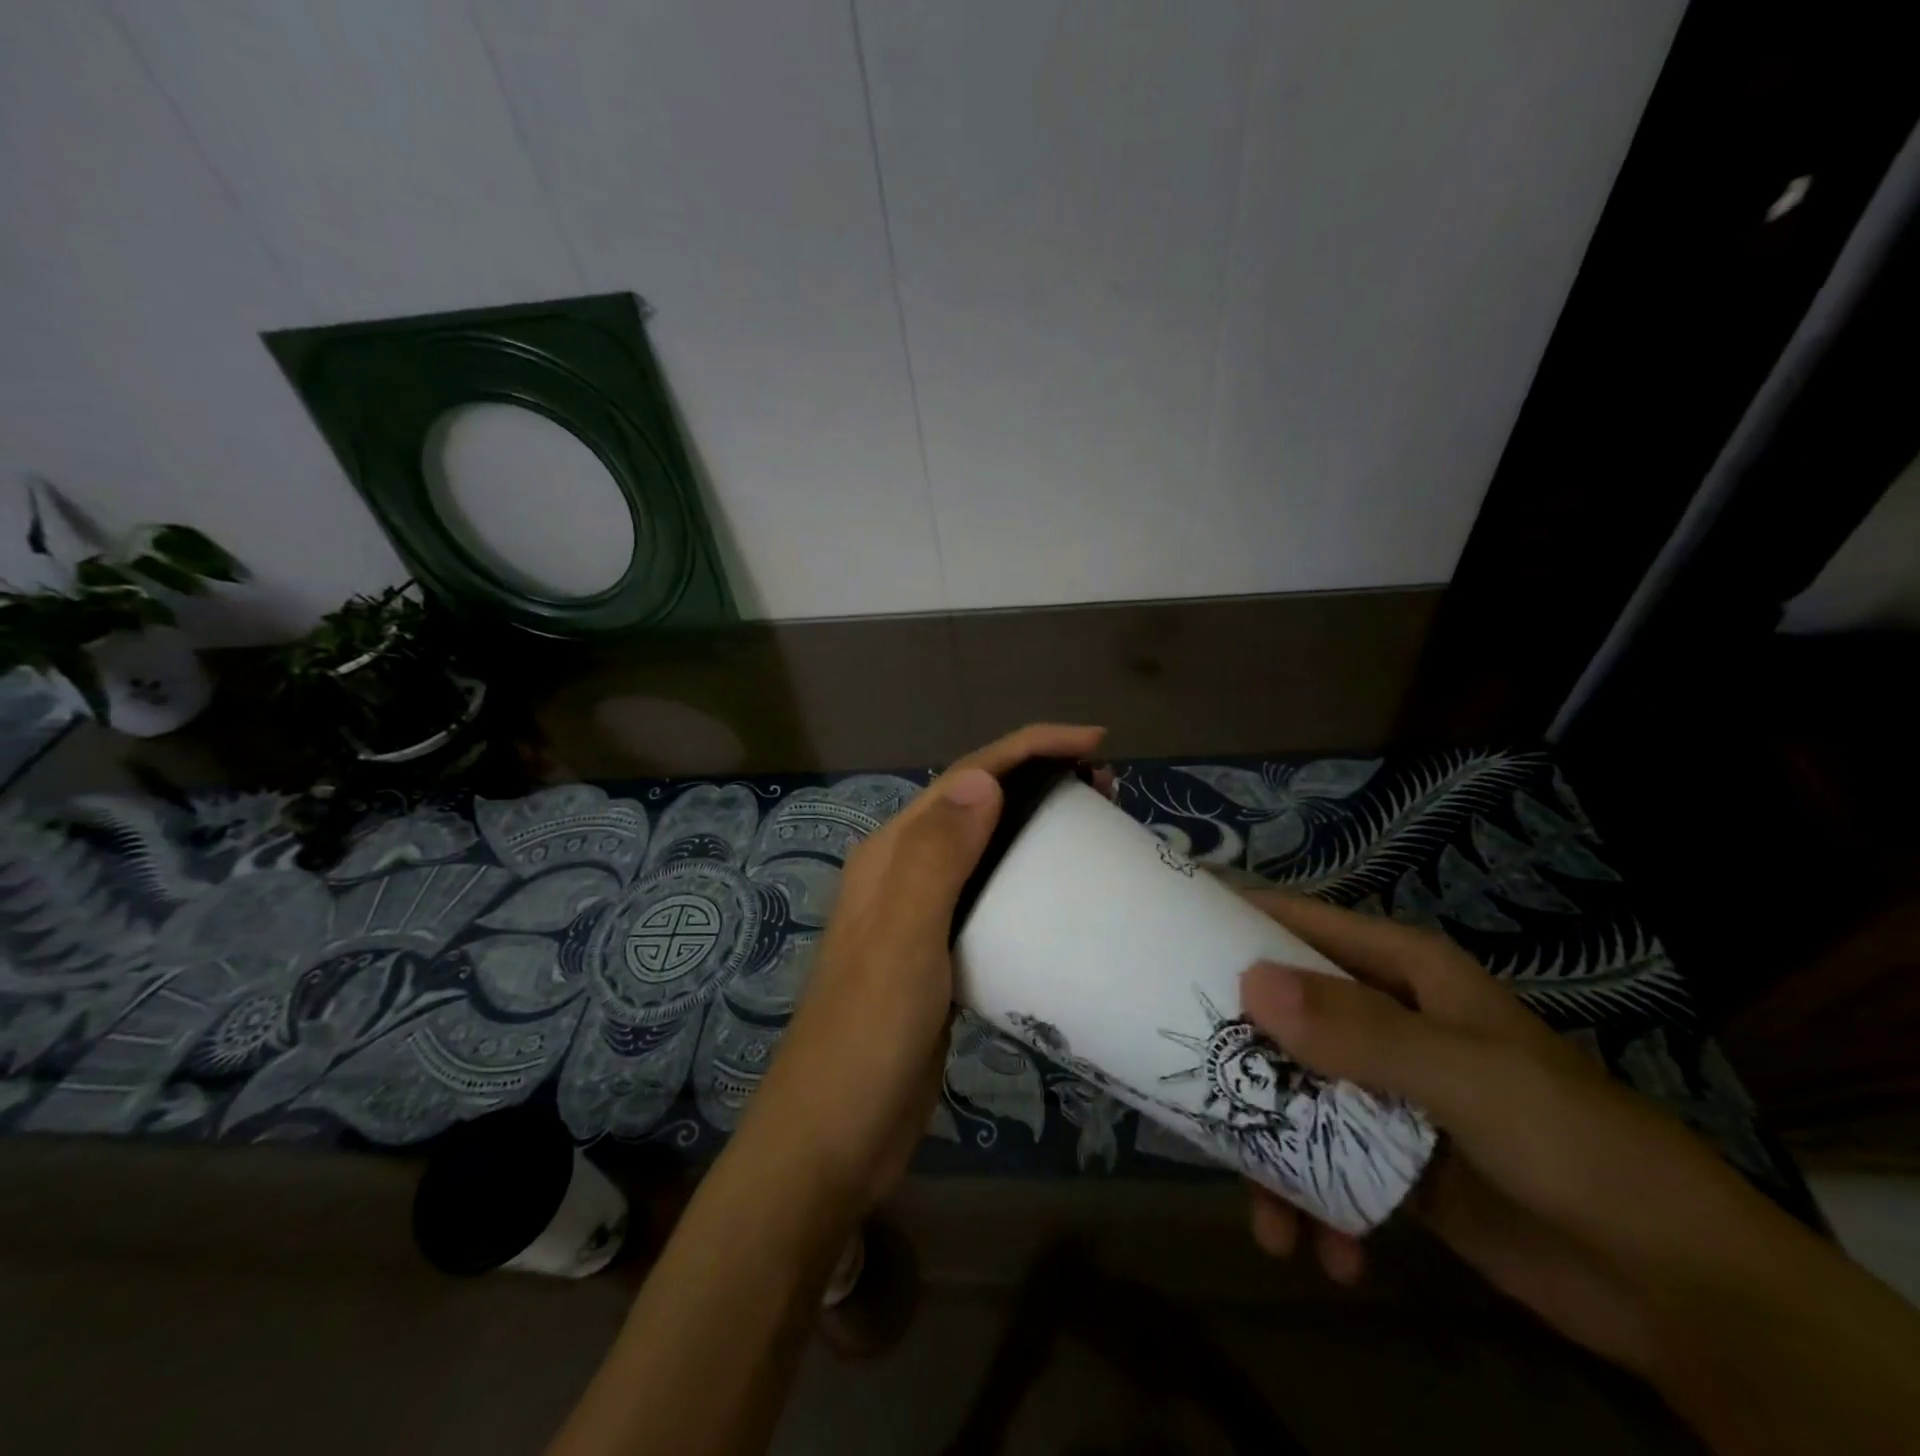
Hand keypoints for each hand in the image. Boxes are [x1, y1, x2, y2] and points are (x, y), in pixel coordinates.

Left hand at [739, 723, 1105, 1213]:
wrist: (833, 1136)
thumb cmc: (867, 1034)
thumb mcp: (903, 939)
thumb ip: (936, 857)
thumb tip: (984, 780)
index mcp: (891, 854)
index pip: (964, 778)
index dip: (1027, 749)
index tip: (1094, 744)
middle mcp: (903, 873)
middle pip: (977, 805)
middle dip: (1038, 781)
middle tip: (1107, 790)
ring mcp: (921, 916)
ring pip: (985, 851)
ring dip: (1034, 829)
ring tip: (1095, 830)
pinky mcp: (940, 957)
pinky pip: (990, 900)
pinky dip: (1026, 882)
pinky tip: (1061, 897)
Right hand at [1236, 891, 1810, 1373]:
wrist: (1677, 1289)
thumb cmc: (1574, 1144)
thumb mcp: (1466, 1078)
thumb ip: (1360, 1033)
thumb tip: (1249, 984)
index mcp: (1402, 974)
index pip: (1301, 924)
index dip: (1236, 920)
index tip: (1166, 935)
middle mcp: (1384, 1019)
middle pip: (1282, 1013)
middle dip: (1235, 1051)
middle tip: (1181, 1080)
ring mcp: (1383, 1091)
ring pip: (1293, 1094)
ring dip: (1270, 1151)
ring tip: (1264, 1215)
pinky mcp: (1389, 1158)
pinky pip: (1323, 1162)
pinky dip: (1315, 1205)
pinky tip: (1327, 1253)